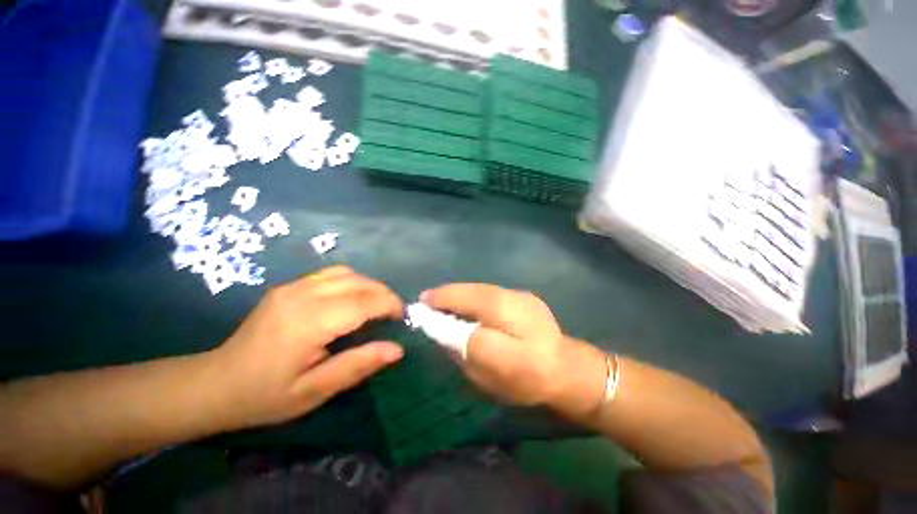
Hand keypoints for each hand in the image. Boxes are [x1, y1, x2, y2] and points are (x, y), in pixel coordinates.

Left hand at [211, 266, 403, 428]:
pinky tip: (353, 300)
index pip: (362, 301)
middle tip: (394, 314)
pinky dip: (352, 282)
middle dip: (384, 293)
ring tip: (377, 306)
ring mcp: (292, 286)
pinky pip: (331, 274)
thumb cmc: (265, 396)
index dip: (389, 305)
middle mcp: (301, 295)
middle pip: (358, 281)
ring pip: (346, 273)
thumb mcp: (314, 392)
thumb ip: (358, 366)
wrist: (215, 384)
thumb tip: (397, 349)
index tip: (402, 318)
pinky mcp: (289, 286)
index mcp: (307, 323)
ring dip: (369, 285)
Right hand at [421, 284, 605, 413]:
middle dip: (448, 293)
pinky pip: (492, 293)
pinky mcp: (525, 298)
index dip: (442, 300)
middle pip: (472, 290)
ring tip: (445, 300)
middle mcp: (512, 298)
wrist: (569, 371)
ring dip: (461, 293)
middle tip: (429, 299)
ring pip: (482, 289)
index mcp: (506, 317)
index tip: (422, 303)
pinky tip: (469, 304)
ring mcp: (521, 296)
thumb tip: (447, 328)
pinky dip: (475, 296)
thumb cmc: (529, 378)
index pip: (465, 301)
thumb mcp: (492, 373)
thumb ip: (467, 348)